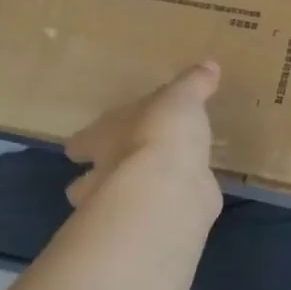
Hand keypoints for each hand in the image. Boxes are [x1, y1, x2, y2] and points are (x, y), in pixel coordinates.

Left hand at [64, 62, 222, 214]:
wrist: (169, 187)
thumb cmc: (162, 133)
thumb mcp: (182, 98)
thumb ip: (193, 84)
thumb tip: (209, 65)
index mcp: (103, 138)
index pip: (82, 141)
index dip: (84, 143)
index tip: (81, 148)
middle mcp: (104, 174)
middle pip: (84, 183)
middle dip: (95, 181)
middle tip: (113, 175)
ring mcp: (124, 206)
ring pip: (112, 206)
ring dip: (125, 201)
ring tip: (147, 193)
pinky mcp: (153, 224)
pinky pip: (156, 216)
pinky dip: (164, 210)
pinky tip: (181, 203)